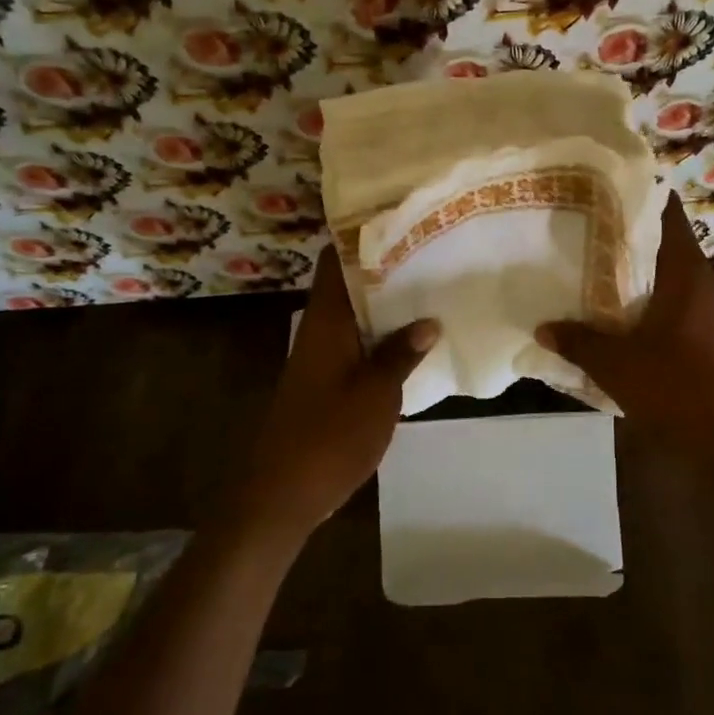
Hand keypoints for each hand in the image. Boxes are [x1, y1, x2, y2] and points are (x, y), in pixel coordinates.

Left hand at [235, 245, 437, 540]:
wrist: (283, 494)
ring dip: (386, 305)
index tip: (397, 220)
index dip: (359, 237)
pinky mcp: (326, 383)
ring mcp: (321, 358)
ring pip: (354, 317)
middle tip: (430, 254)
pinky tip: (414, 342)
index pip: (333, 261)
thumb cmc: (330, 436)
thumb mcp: (377, 394)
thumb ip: (400, 354)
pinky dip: (381, 337)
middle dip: (384, 269)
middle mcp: (319, 331)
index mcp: (326, 322)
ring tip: (430, 289)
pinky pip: (356, 345)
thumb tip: (428, 321)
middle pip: (348, 285)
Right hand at [537, 195, 713, 464]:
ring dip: (639, 279)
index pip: (668, 215)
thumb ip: (579, 342)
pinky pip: (680, 308)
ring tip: (594, 278)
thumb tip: (543, 328)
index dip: (638, 197)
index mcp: (689, 274)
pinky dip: (653, 306)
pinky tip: (622, 323)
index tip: (603, 191)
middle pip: (666, 247)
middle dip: (628, 242)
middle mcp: (708, 284)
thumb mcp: (616, 366)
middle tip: (583, 237)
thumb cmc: (677, 390)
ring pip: (673, 281)